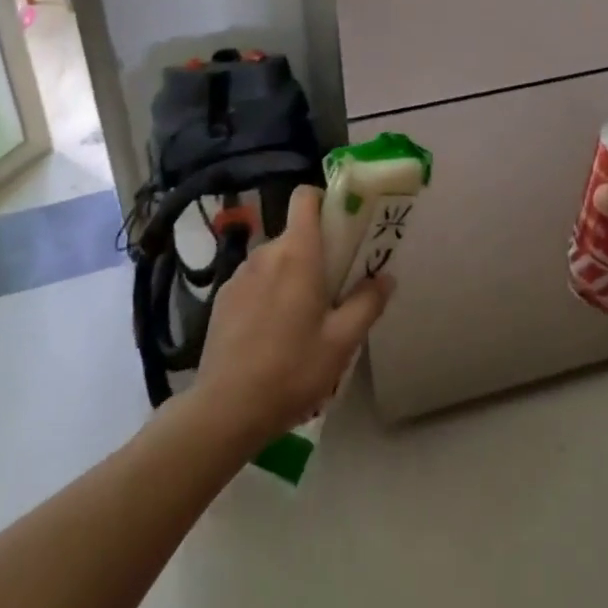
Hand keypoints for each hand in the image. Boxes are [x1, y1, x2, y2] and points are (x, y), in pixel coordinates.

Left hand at [193, 185, 391, 448]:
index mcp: (297, 252)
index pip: (304, 197)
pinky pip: (254, 282)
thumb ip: (367, 303)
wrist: (224, 410)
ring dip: (290, 275)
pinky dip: (267, 294)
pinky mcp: (222, 299)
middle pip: (294, 234)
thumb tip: (385, 277)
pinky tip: (271, 335)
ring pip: (274, 260)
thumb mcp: (341, 342)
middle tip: (333, 289)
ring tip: (302, 319)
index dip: (323, 200)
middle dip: (315, 252)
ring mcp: (238, 275)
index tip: (342, 225)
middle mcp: (265, 253)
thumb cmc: (291, 370)